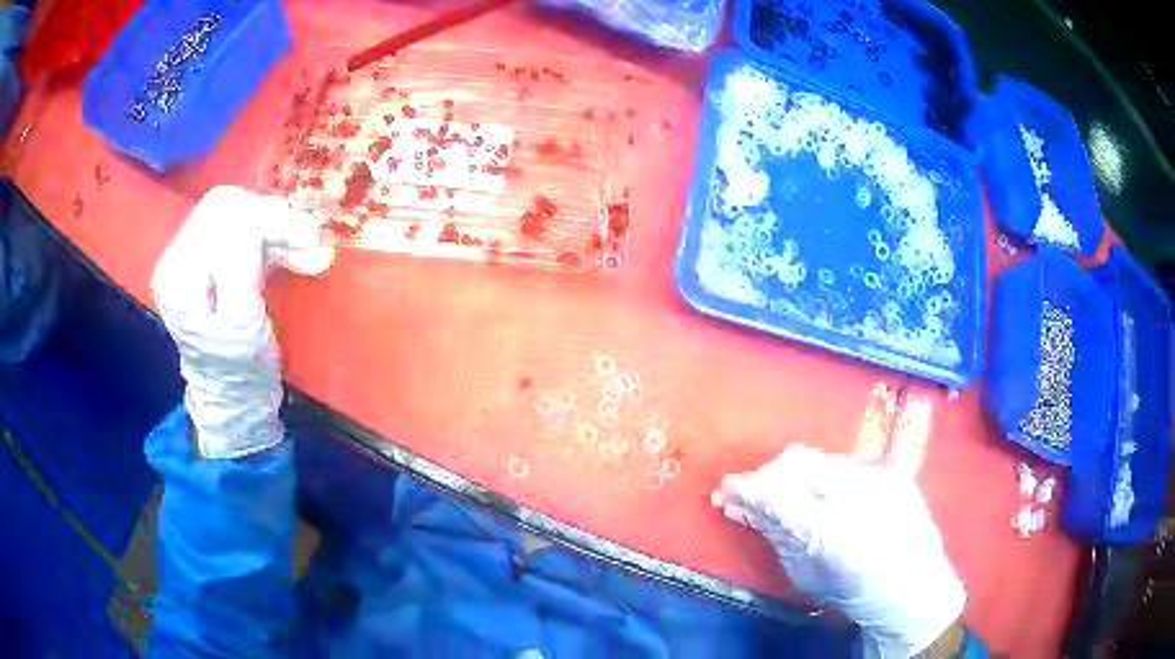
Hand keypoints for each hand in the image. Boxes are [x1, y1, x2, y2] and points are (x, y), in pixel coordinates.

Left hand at [151, 186, 334, 458]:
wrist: (234, 401)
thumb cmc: (241, 373)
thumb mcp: (242, 323)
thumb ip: (239, 265)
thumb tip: (254, 218)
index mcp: (179, 274)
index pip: (224, 214)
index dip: (268, 219)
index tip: (309, 240)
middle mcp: (176, 257)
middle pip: (229, 208)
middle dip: (273, 220)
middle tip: (312, 243)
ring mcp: (189, 258)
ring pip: (237, 215)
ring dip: (277, 229)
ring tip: (309, 253)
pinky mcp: (207, 263)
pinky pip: (240, 231)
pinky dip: (270, 238)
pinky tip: (295, 254)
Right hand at [717, 444, 965, 657]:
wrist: (916, 588)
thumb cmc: (855, 593)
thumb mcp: (806, 575)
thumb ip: (775, 535)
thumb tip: (742, 505)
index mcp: (835, 534)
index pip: (778, 494)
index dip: (746, 487)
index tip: (726, 488)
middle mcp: (861, 493)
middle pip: (798, 462)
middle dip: (769, 475)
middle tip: (755, 494)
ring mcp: (882, 474)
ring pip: (821, 459)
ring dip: (797, 475)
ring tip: (793, 497)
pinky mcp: (893, 467)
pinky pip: (846, 462)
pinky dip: (826, 477)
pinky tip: (830, 498)